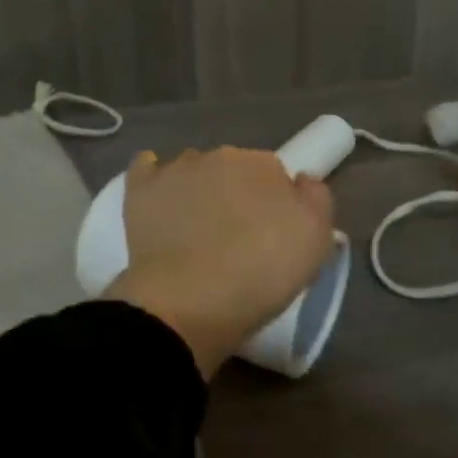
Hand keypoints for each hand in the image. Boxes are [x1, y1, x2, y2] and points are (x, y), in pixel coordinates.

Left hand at [102, 147, 335, 378]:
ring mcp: (176, 170)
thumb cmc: (262, 274)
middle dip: (237, 195)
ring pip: (194, 171)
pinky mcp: (140, 190)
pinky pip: (146, 169)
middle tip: (238, 238)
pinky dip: (155, 179)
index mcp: (264, 164)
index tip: (272, 235)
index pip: (275, 175)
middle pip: (234, 170)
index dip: (275, 205)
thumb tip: (301, 180)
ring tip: (197, 231)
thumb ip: (316, 200)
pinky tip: (158, 197)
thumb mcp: (316, 241)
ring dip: (199, 190)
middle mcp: (220, 155)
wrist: (190, 302)